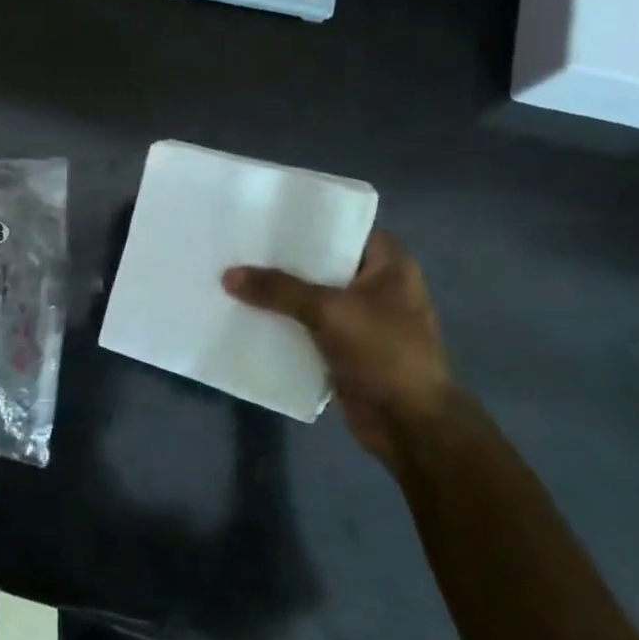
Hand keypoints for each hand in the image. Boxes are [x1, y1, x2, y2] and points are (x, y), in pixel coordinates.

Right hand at [222, 231, 455, 467]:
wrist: (409, 425)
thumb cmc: (384, 353)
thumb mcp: (329, 312)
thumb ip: (279, 290)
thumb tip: (228, 275)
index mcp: (389, 265)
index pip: (346, 226)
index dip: (310, 219)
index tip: (269, 214)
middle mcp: (376, 286)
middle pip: (322, 262)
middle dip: (284, 258)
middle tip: (241, 244)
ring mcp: (360, 319)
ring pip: (311, 296)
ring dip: (279, 293)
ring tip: (235, 275)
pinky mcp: (343, 348)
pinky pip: (306, 326)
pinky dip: (282, 322)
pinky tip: (247, 314)